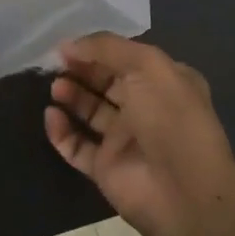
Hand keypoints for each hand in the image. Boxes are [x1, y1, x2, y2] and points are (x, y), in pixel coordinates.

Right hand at [43, 32, 234, 235]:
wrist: (183, 191)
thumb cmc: (170, 117)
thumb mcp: (147, 65)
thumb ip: (107, 47)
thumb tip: (68, 44)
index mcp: (164, 82)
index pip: (125, 59)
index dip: (97, 50)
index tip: (67, 46)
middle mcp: (146, 108)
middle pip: (105, 83)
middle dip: (81, 71)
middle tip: (56, 65)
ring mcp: (124, 140)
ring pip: (90, 112)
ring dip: (71, 96)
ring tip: (55, 88)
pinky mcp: (105, 167)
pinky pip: (76, 145)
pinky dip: (60, 131)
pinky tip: (51, 116)